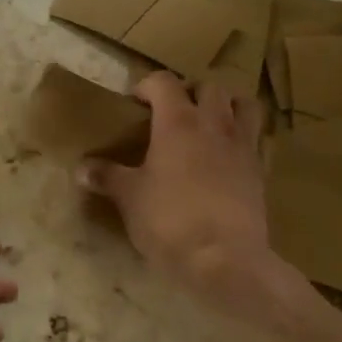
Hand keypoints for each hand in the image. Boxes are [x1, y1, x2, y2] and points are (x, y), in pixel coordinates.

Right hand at [76, 74, 295, 320]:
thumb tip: (81, 168)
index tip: (134, 104)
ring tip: (208, 124)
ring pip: (243, 104)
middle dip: (190, 92)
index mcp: (177, 122)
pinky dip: (241, 138)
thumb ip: (107, 177)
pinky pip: (255, 139)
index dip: (147, 86)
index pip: (163, 82)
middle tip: (173, 113)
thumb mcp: (129, 198)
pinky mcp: (260, 171)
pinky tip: (226, 157)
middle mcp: (213, 124)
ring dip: (226, 106)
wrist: (225, 259)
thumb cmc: (169, 220)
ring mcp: (242, 146)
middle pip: (209, 86)